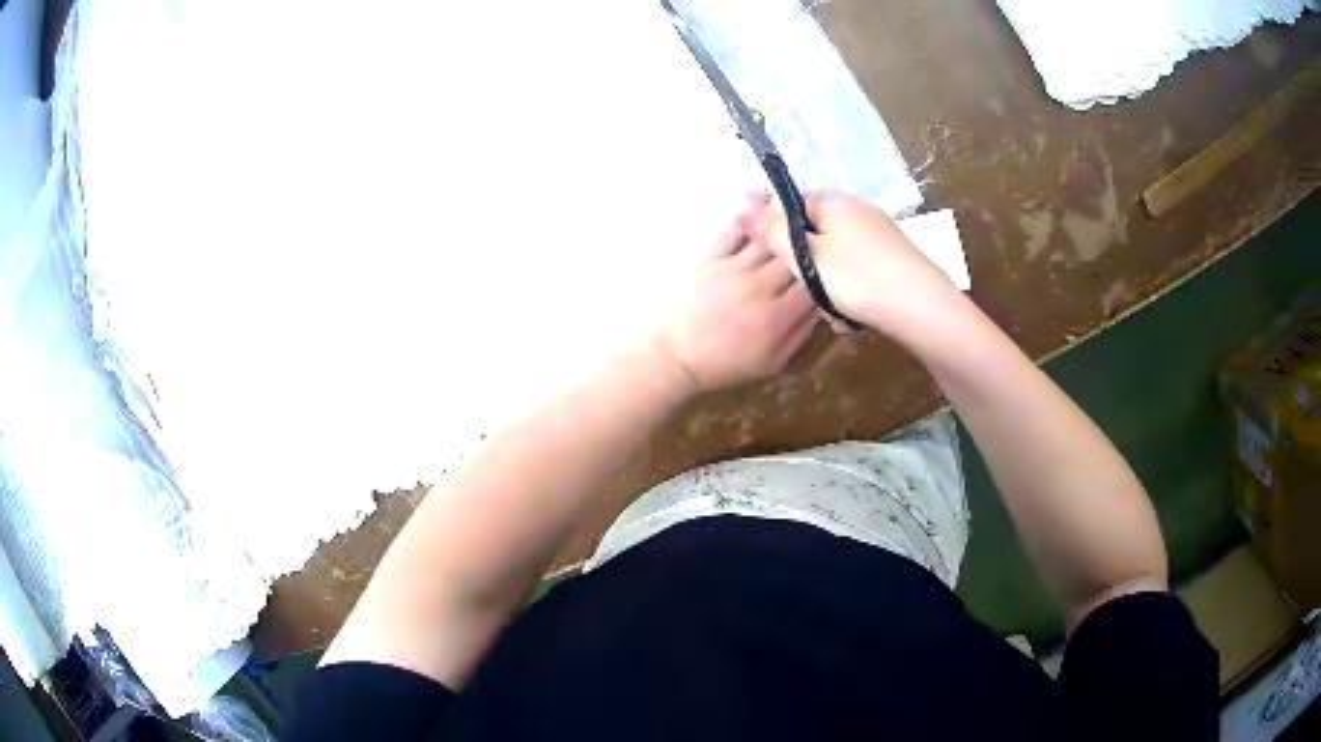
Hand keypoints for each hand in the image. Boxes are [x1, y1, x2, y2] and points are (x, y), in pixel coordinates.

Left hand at [650, 200, 820, 392]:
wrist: (680, 357)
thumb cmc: (730, 363)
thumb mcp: (775, 361)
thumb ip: (804, 331)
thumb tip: (826, 301)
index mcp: (776, 318)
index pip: (813, 283)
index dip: (828, 270)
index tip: (836, 262)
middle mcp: (756, 289)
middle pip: (793, 256)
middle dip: (809, 245)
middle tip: (821, 235)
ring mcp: (731, 270)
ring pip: (768, 239)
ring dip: (785, 224)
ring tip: (800, 213)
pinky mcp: (709, 258)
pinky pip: (734, 230)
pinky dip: (751, 214)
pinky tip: (765, 200)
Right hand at [747, 194, 961, 336]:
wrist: (921, 307)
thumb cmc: (857, 277)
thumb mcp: (806, 256)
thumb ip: (773, 232)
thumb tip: (745, 209)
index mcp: (836, 203)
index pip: (796, 208)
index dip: (784, 235)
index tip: (785, 264)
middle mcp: (860, 212)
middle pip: (818, 238)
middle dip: (811, 270)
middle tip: (814, 294)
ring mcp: (881, 237)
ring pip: (839, 262)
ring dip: (831, 289)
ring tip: (837, 312)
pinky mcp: (896, 261)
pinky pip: (862, 274)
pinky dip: (855, 294)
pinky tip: (856, 315)